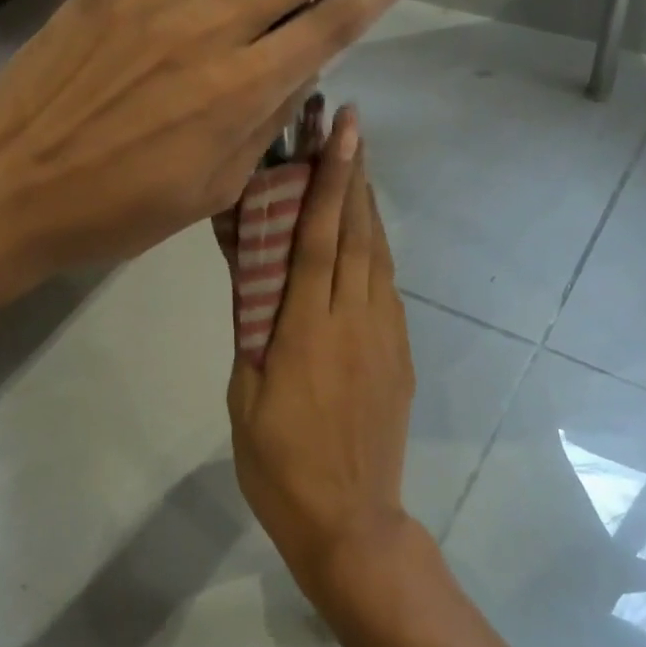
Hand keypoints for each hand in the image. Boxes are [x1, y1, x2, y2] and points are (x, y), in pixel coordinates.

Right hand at [227, 108, 417, 603]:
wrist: (348, 519)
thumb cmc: (278, 464)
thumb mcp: (246, 395)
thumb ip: (253, 330)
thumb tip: (255, 277)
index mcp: (307, 329)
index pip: (318, 239)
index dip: (329, 182)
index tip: (341, 133)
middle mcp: (354, 320)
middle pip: (356, 234)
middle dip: (354, 176)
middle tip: (350, 127)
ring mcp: (385, 336)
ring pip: (378, 257)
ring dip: (368, 208)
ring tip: (359, 168)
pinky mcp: (400, 355)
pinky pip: (388, 289)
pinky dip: (376, 252)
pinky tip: (366, 241)